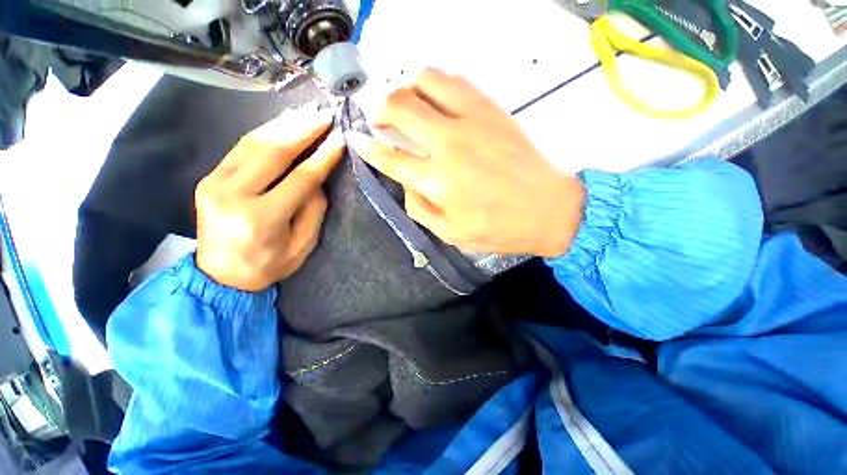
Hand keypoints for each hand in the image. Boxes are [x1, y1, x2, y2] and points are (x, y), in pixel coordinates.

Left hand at [195, 107, 343, 291]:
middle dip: (303, 130)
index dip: (323, 157)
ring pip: (253, 142)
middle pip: (273, 151)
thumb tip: (318, 177)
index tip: (340, 139)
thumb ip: (313, 210)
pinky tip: (283, 122)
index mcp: (262, 219)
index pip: (301, 178)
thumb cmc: (269, 265)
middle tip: (325, 115)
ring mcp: (215, 183)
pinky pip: (241, 147)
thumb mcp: (302, 245)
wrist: (220, 277)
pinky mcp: (209, 177)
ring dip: (284, 124)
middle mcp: (234, 195)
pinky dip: (265, 131)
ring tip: (307, 112)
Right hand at [345, 69, 585, 257]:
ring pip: (426, 80)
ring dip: (407, 88)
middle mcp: (449, 145)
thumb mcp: (450, 233)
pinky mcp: (492, 109)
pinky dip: (436, 84)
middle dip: (381, 109)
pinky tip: (436, 100)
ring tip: (408, 105)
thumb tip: (405, 181)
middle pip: (400, 107)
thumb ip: (419, 208)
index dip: (367, 146)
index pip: (389, 156)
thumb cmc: (498, 229)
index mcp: (437, 182)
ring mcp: (472, 120)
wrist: (548, 210)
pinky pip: (455, 80)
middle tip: (381, 120)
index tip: (356, 138)